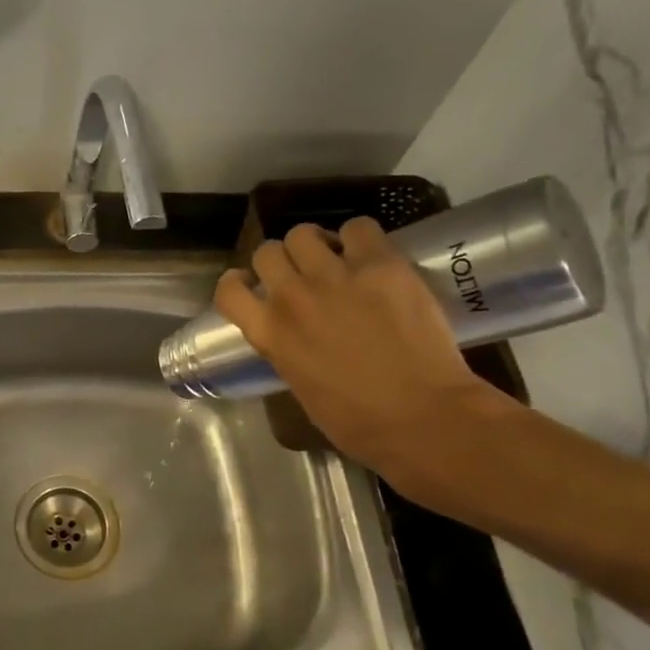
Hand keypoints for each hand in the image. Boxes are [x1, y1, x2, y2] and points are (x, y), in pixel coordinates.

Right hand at [214, 218, 505, 498]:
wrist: (422, 416)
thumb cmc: (357, 422)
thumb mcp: (300, 387)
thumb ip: (288, 351)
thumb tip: (296, 337)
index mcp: (269, 334)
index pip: (228, 291)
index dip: (238, 282)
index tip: (251, 284)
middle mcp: (292, 298)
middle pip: (267, 251)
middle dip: (282, 260)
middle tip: (303, 274)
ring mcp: (335, 277)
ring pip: (304, 233)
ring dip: (315, 244)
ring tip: (336, 259)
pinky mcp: (380, 264)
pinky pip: (358, 227)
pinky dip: (360, 238)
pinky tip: (371, 257)